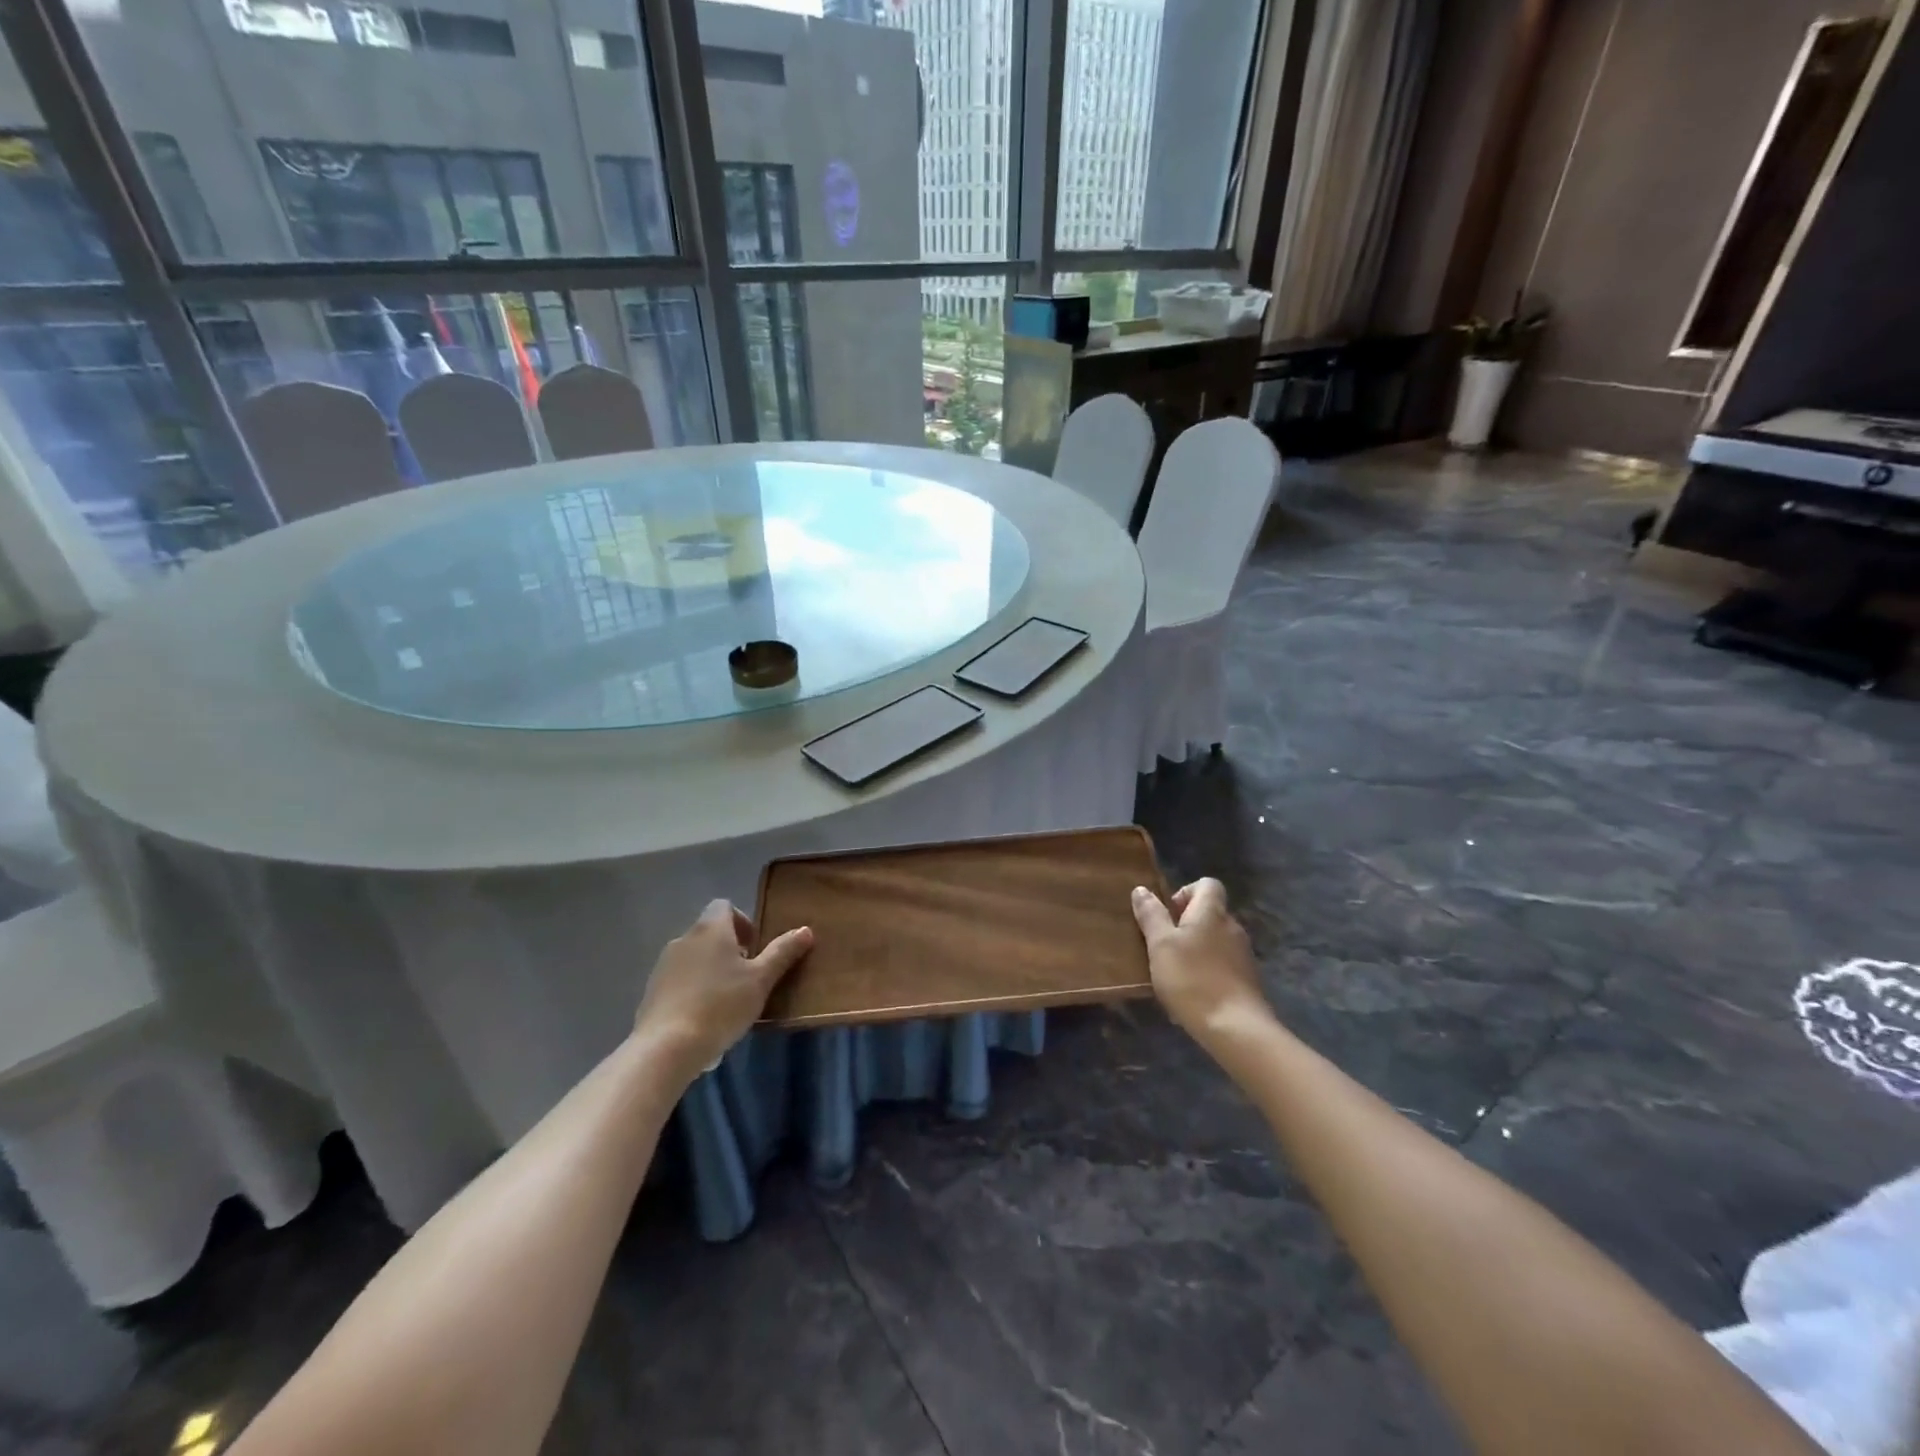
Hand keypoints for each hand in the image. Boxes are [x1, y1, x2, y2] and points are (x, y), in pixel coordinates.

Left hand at [635, 900, 812, 1077]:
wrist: (666, 1047)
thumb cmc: (721, 1005)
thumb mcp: (761, 980)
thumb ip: (783, 952)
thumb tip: (805, 930)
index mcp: (711, 929)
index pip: (724, 906)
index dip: (742, 921)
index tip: (754, 948)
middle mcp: (684, 939)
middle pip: (710, 932)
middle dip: (729, 949)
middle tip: (747, 977)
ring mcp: (663, 965)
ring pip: (694, 957)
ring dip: (711, 969)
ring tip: (727, 1000)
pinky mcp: (651, 991)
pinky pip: (678, 981)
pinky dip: (693, 989)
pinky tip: (703, 1017)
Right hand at [1131, 878, 1273, 1042]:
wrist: (1236, 1028)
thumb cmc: (1192, 979)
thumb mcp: (1160, 946)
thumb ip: (1151, 916)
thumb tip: (1142, 889)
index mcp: (1212, 912)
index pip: (1207, 884)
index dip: (1185, 892)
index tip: (1167, 914)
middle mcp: (1232, 926)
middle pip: (1210, 912)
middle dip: (1186, 923)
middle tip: (1164, 945)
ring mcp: (1243, 954)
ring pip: (1216, 939)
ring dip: (1197, 948)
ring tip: (1175, 971)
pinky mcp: (1248, 979)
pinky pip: (1224, 963)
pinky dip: (1208, 969)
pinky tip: (1193, 992)